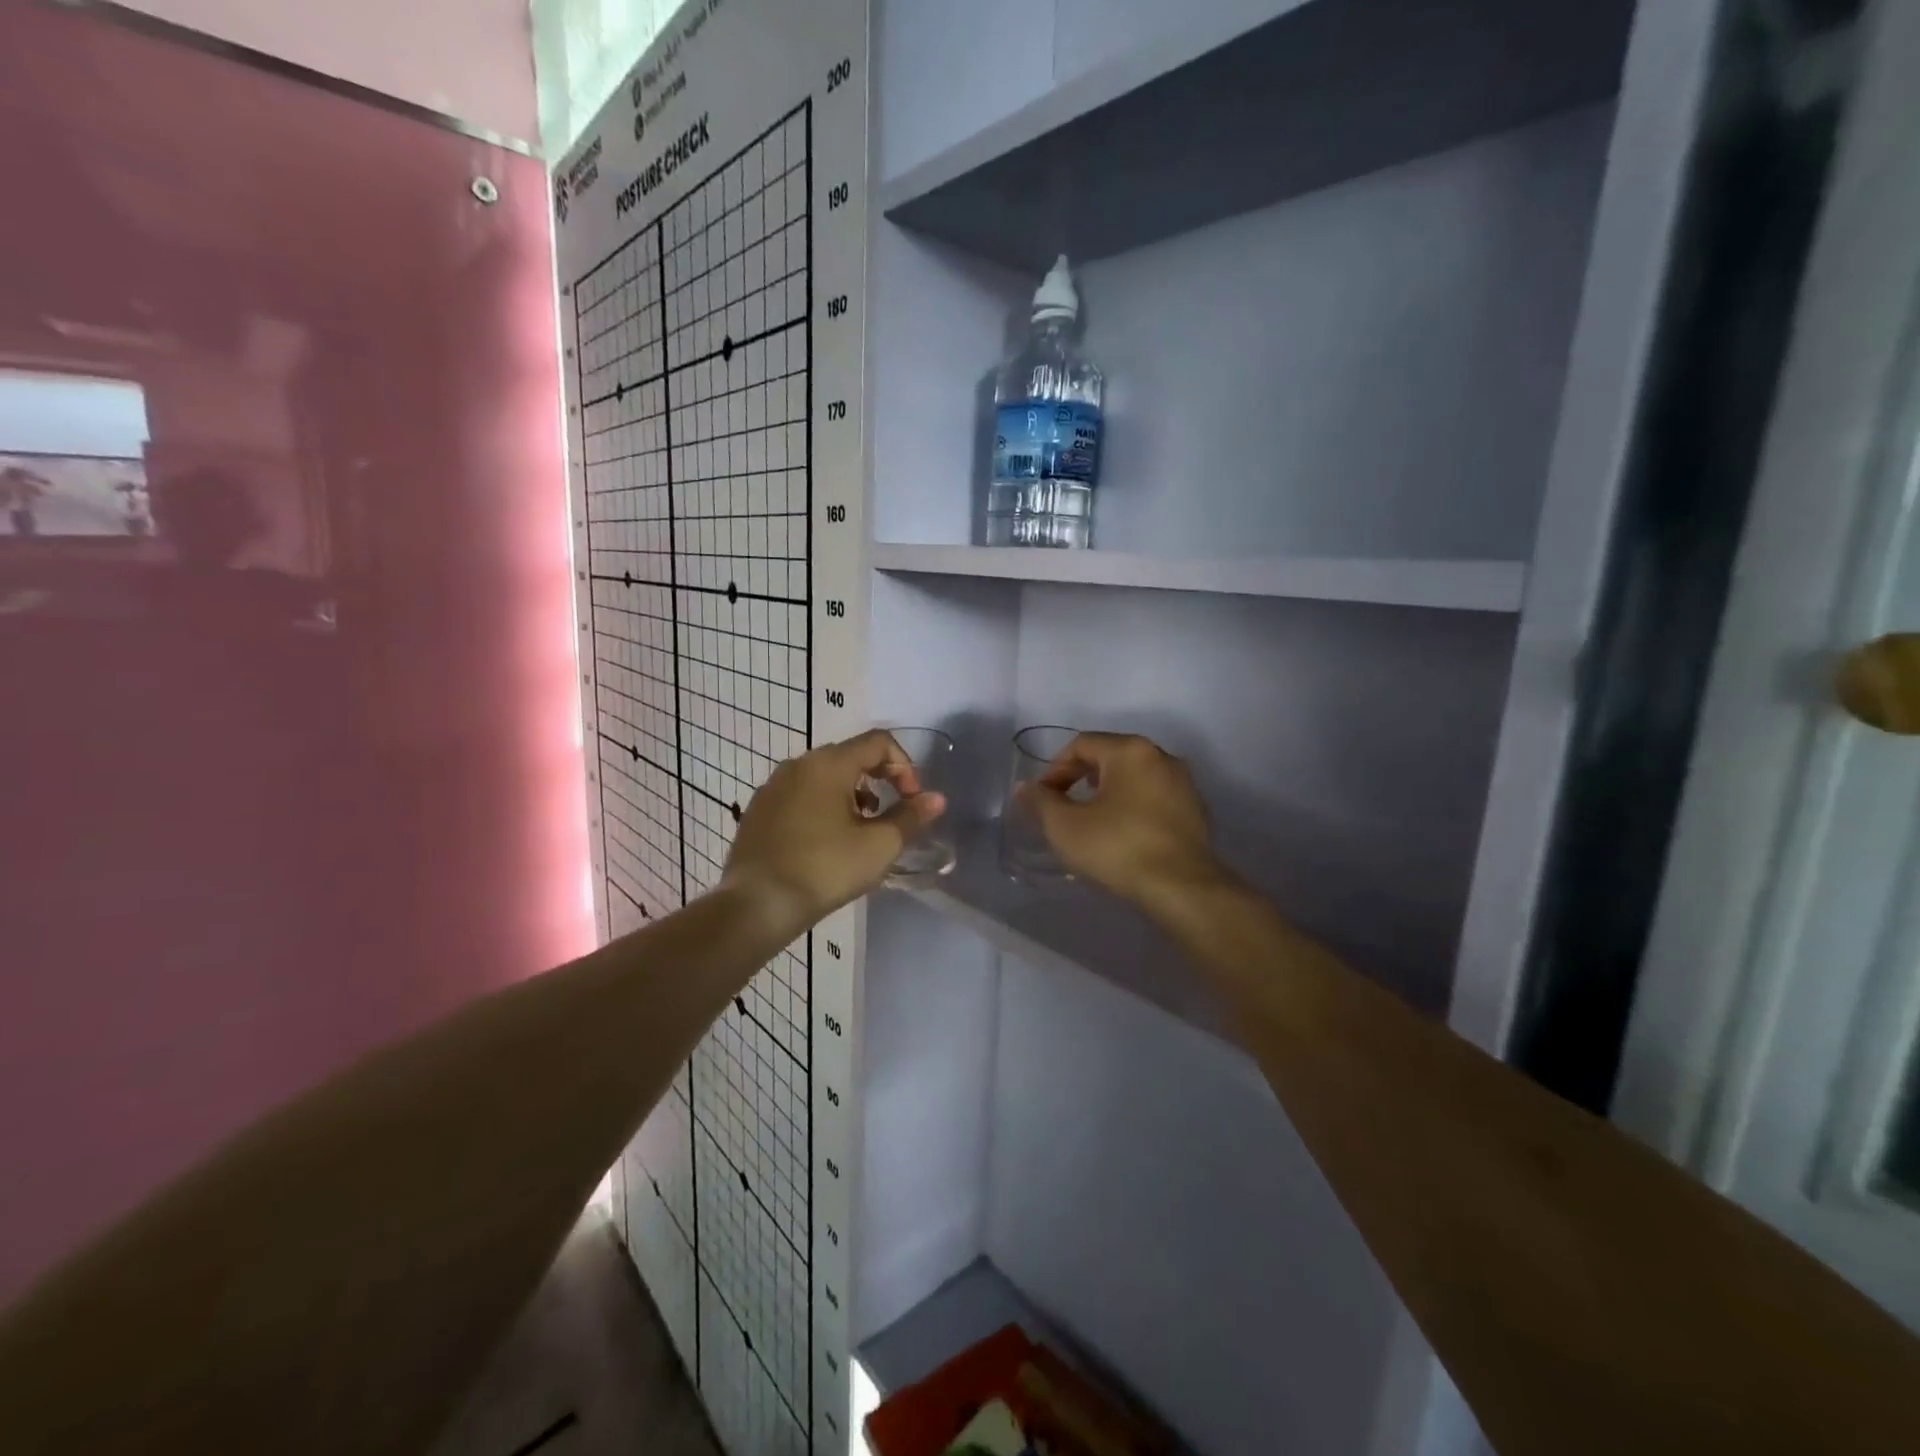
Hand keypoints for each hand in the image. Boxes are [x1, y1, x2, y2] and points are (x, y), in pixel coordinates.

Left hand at [723, 730, 946, 927]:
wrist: (756, 905)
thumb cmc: (825, 869)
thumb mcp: (879, 846)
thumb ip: (911, 817)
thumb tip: (937, 799)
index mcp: (829, 764)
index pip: (878, 742)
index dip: (904, 766)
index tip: (912, 800)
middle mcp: (798, 764)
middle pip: (850, 756)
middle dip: (879, 779)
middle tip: (890, 815)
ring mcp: (773, 786)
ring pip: (823, 776)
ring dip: (851, 793)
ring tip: (860, 830)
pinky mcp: (758, 810)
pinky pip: (800, 794)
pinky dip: (822, 805)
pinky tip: (826, 841)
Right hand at [1019, 732, 1225, 906]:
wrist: (1182, 889)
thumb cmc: (1117, 848)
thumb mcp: (1064, 826)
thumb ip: (1039, 801)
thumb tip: (1025, 788)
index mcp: (1131, 750)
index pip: (1081, 744)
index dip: (1054, 769)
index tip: (1043, 800)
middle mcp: (1162, 757)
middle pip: (1110, 758)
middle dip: (1080, 780)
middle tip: (1063, 810)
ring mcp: (1184, 785)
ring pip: (1134, 780)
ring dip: (1107, 795)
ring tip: (1091, 824)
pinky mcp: (1195, 812)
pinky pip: (1154, 800)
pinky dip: (1132, 810)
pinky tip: (1122, 837)